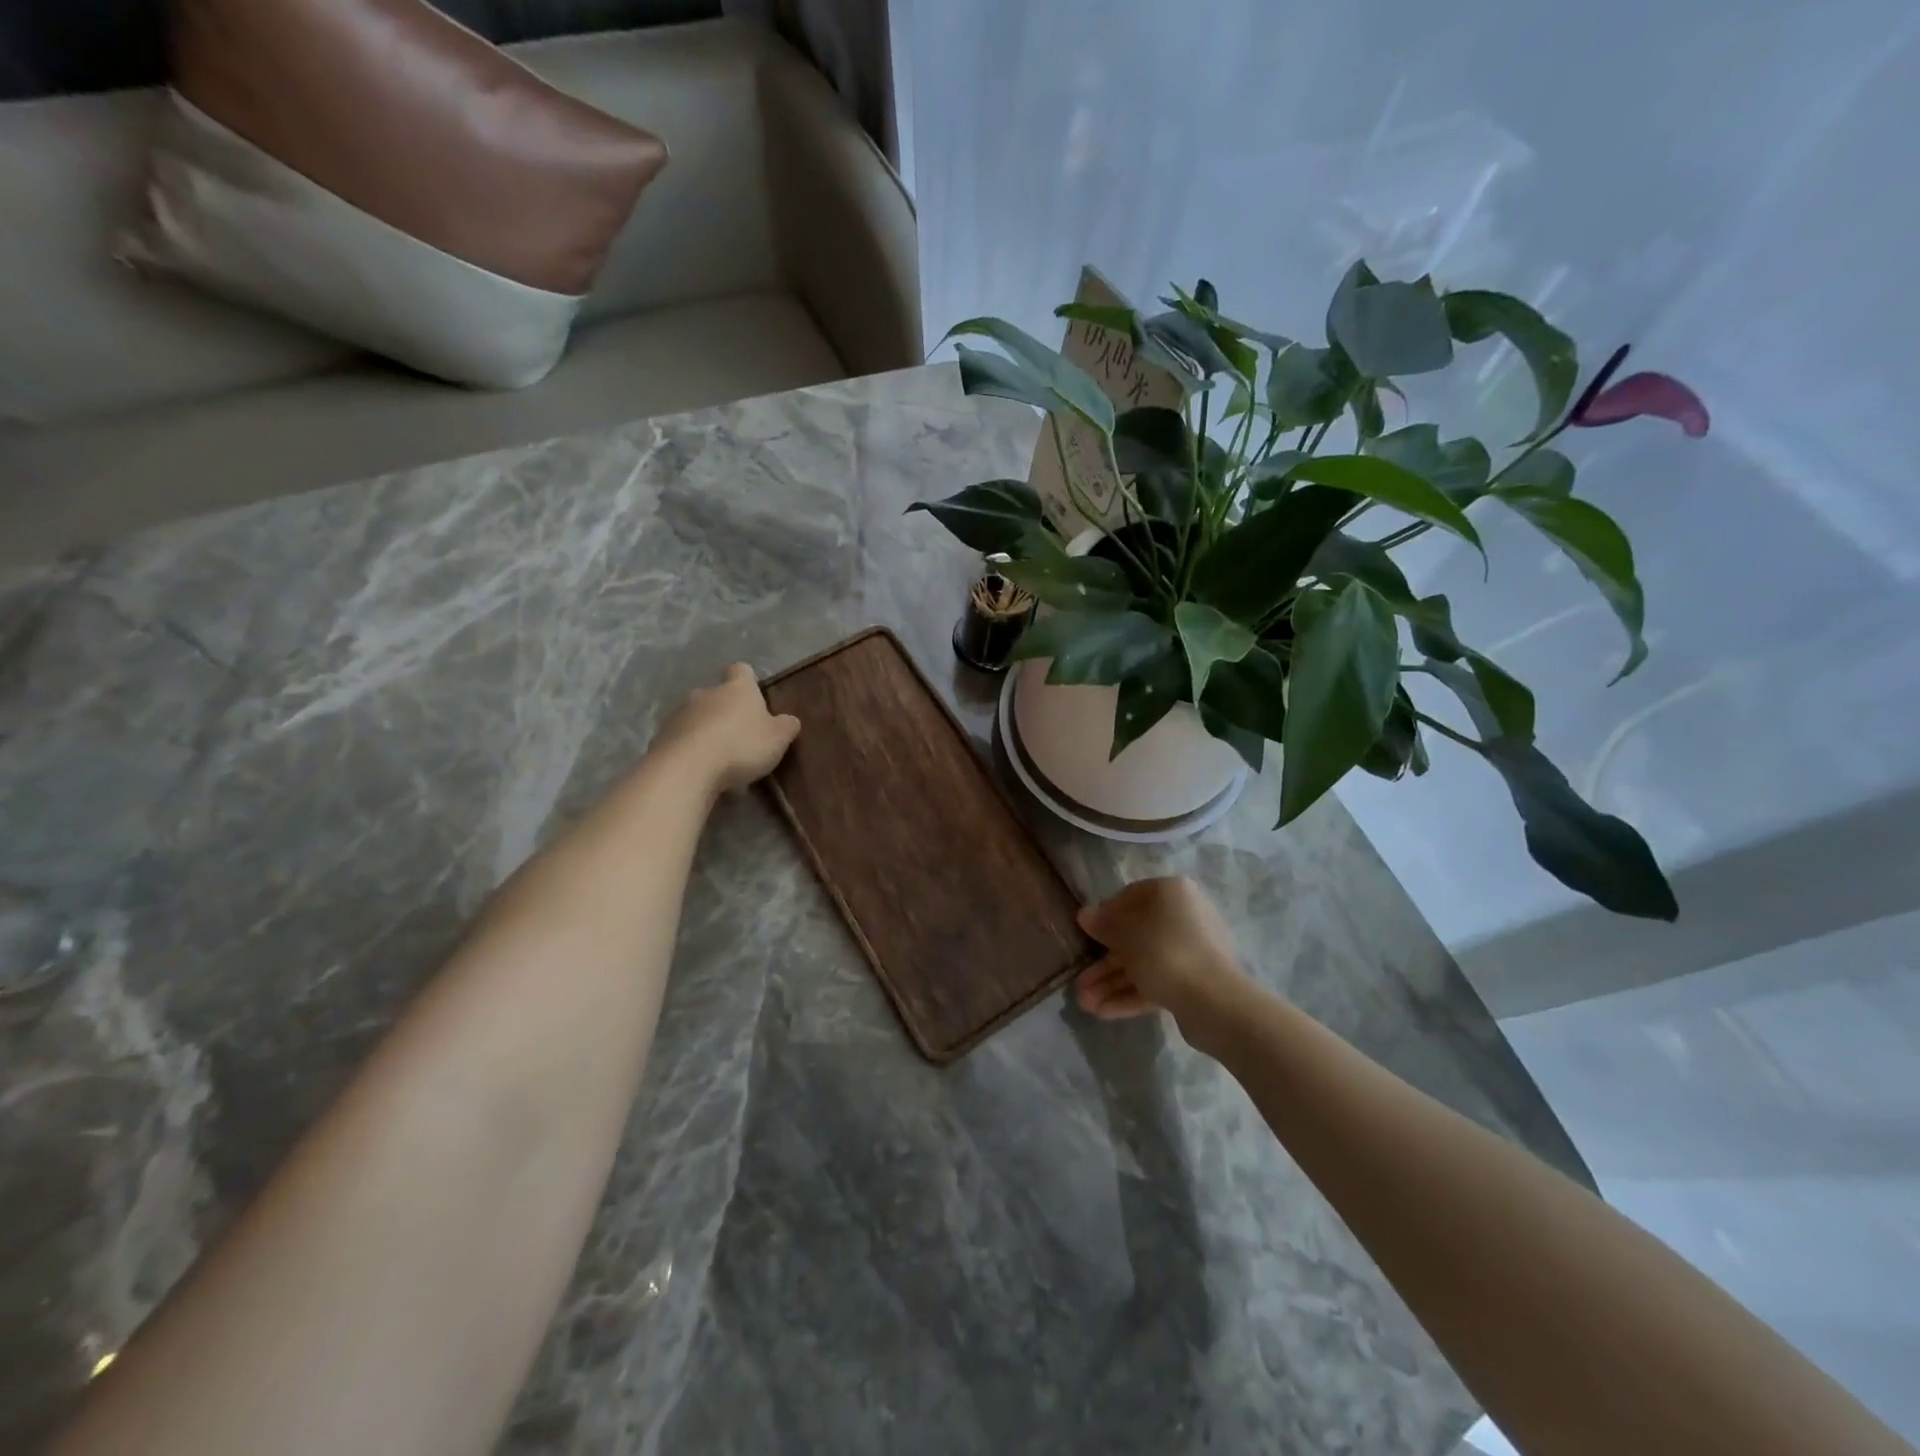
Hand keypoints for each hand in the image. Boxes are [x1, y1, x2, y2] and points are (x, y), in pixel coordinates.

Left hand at [651, 664, 800, 792]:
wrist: (687, 768)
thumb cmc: (740, 746)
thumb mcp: (778, 739)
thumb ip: (786, 726)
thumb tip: (789, 720)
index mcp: (737, 688)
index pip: (742, 670)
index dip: (748, 681)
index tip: (755, 697)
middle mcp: (706, 693)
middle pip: (717, 695)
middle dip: (726, 711)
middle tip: (740, 735)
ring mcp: (679, 713)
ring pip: (697, 716)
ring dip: (706, 730)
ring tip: (718, 758)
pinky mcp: (661, 736)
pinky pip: (680, 738)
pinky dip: (690, 749)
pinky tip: (699, 769)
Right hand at [1074, 877, 1251, 1027]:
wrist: (1214, 1001)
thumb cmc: (1164, 951)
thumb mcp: (1125, 933)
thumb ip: (1103, 923)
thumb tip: (1085, 915)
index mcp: (1171, 893)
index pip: (1130, 896)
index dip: (1104, 915)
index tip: (1085, 934)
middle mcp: (1183, 917)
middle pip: (1134, 936)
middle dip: (1103, 962)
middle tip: (1079, 981)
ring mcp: (1190, 951)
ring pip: (1143, 963)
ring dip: (1112, 982)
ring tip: (1084, 1004)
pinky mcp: (1193, 981)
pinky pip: (1156, 982)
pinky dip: (1130, 994)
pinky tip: (1103, 1012)